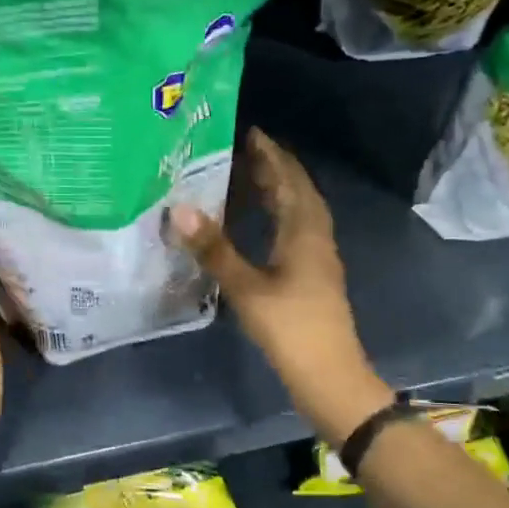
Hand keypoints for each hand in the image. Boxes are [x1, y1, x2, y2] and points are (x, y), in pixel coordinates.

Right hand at [169, 130, 391, 443]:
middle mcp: (316, 237)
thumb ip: (214, 249)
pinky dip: (279, 216)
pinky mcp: (314, 276)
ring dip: (279, 191)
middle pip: (298, 191)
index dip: (271, 153)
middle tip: (240, 150)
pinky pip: (297, 230)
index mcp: (304, 231)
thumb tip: (179, 209)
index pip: (289, 178)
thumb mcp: (246, 288)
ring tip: (248, 179)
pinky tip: (261, 225)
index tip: (249, 131)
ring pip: (300, 211)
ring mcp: (319, 257)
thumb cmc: (290, 328)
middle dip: (273, 167)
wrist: (329, 375)